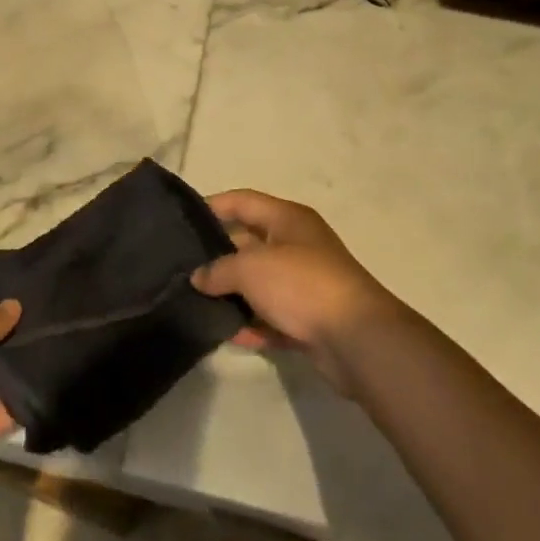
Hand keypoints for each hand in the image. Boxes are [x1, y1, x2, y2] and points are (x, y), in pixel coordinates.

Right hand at [192, 189, 398, 392]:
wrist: (357, 339)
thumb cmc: (301, 284)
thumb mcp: (250, 268)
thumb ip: (218, 270)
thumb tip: (199, 278)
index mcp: (288, 219)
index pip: (243, 201)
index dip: (213, 206)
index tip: (183, 220)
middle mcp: (297, 245)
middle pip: (249, 243)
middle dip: (218, 256)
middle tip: (183, 268)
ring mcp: (305, 284)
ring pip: (260, 283)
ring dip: (233, 294)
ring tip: (196, 302)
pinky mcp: (309, 319)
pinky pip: (272, 317)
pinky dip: (253, 324)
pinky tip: (228, 334)